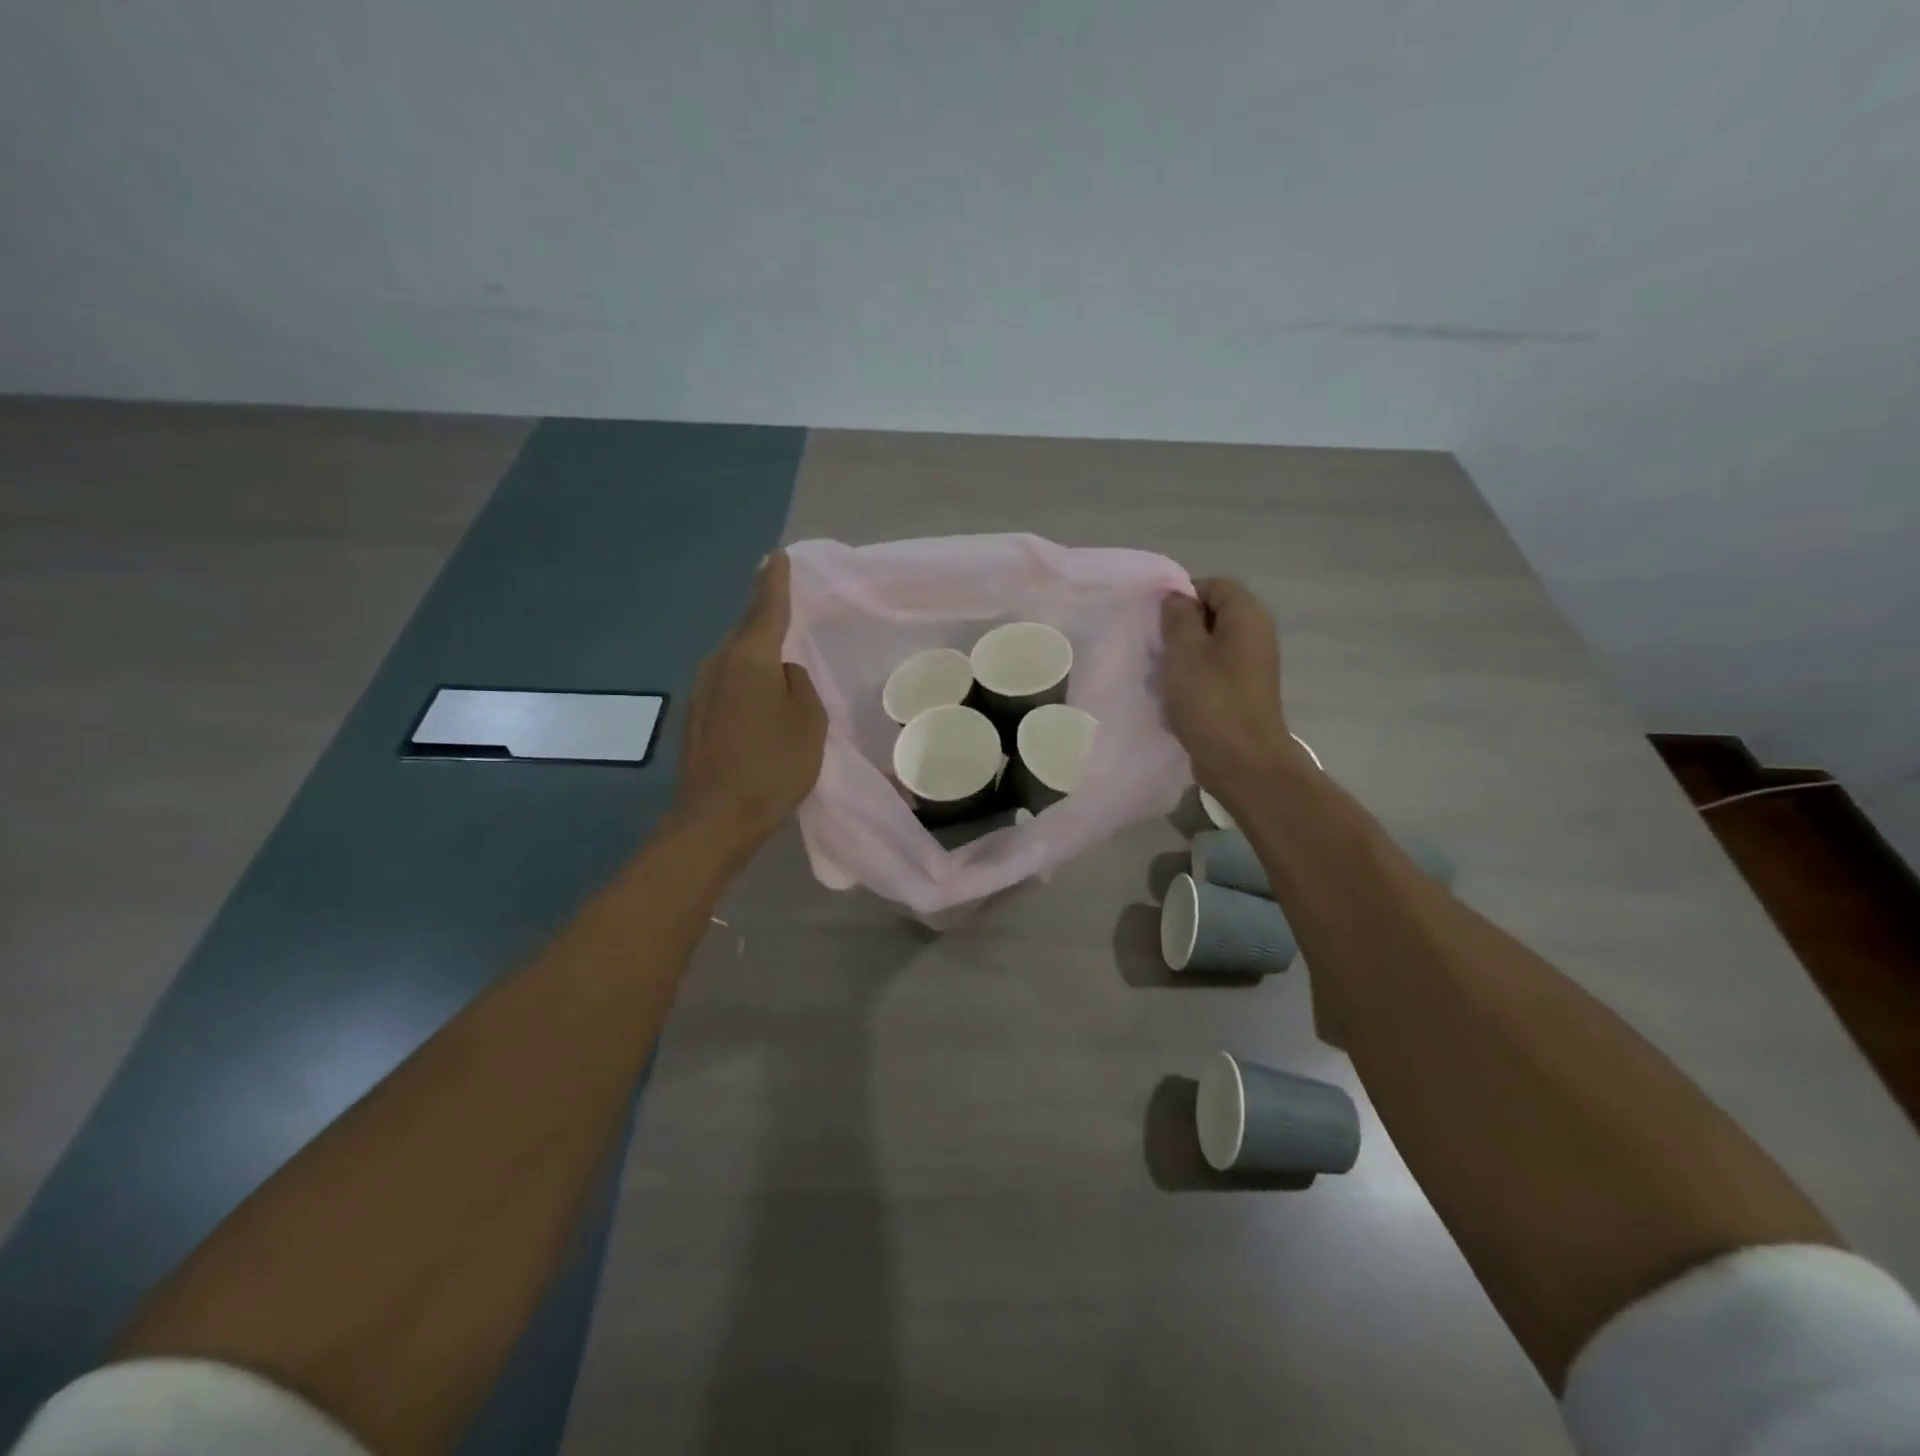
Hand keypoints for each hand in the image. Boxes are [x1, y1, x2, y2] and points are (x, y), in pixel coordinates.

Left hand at [676, 552, 827, 848]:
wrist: (716, 817)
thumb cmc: (773, 765)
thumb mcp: (809, 722)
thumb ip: (800, 686)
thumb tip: (783, 673)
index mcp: (750, 658)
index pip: (767, 608)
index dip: (776, 582)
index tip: (778, 556)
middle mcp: (718, 664)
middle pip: (747, 632)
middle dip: (765, 618)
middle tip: (785, 605)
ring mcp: (701, 691)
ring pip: (735, 661)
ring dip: (755, 655)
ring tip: (779, 659)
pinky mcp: (695, 717)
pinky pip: (727, 685)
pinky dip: (745, 683)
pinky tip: (759, 701)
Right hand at [1160, 578, 1293, 793]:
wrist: (1242, 761)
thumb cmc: (1211, 700)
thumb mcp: (1185, 651)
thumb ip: (1178, 617)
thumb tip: (1177, 598)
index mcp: (1247, 617)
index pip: (1214, 585)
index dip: (1183, 595)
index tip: (1156, 620)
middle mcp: (1255, 635)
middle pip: (1212, 615)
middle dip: (1179, 628)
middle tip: (1154, 647)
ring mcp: (1251, 666)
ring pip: (1209, 646)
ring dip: (1182, 657)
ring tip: (1159, 674)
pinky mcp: (1242, 692)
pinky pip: (1212, 673)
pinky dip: (1192, 679)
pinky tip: (1173, 697)